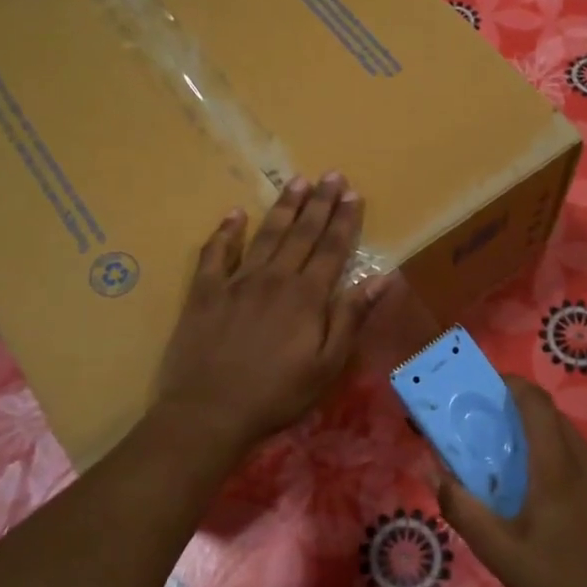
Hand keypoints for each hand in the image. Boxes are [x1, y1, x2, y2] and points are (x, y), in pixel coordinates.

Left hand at [156, 173, 384, 459]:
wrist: (208, 412)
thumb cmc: (276, 394)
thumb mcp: (327, 365)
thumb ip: (351, 318)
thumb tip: (381, 278)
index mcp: (306, 296)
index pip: (331, 249)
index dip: (344, 220)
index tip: (352, 193)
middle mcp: (274, 279)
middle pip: (301, 233)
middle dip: (318, 203)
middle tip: (330, 175)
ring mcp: (236, 282)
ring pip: (265, 235)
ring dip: (282, 207)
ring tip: (296, 182)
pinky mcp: (205, 292)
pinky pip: (215, 253)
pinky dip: (226, 232)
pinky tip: (234, 214)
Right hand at [435, 377, 586, 586]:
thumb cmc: (557, 582)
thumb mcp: (499, 552)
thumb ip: (463, 508)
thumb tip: (434, 473)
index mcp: (558, 467)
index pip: (537, 404)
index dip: (513, 384)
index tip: (488, 384)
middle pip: (554, 418)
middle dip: (523, 412)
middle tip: (492, 427)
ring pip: (573, 441)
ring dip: (544, 439)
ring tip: (517, 465)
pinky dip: (564, 461)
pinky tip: (552, 498)